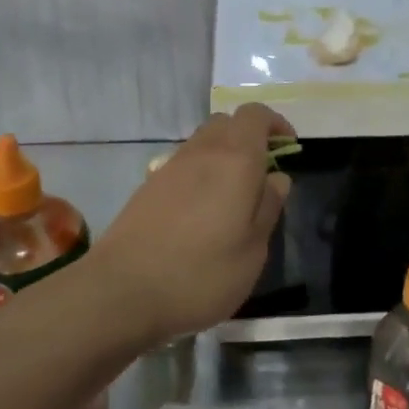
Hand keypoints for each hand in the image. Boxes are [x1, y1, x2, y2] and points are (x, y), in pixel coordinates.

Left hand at [86, 104, 293, 346]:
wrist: (120, 293)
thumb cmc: (201, 274)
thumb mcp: (253, 250)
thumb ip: (269, 208)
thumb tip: (277, 178)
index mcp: (235, 159)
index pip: (256, 114)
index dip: (276, 125)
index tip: (288, 150)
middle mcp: (201, 152)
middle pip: (227, 123)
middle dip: (249, 138)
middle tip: (264, 174)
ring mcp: (169, 168)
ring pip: (203, 143)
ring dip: (224, 156)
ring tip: (234, 197)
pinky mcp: (147, 188)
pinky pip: (183, 165)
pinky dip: (200, 175)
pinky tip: (201, 214)